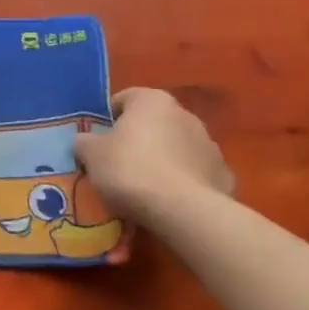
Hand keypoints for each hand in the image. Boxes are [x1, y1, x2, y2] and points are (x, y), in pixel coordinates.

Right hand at [74, 88, 232, 222]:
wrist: (183, 211)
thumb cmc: (130, 170)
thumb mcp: (91, 154)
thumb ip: (85, 141)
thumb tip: (86, 141)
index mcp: (152, 101)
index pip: (125, 98)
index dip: (108, 118)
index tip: (98, 140)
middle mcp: (185, 114)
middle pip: (153, 122)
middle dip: (138, 139)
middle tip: (118, 163)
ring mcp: (210, 145)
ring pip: (176, 147)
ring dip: (162, 159)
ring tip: (145, 186)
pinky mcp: (224, 175)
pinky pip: (194, 173)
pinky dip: (182, 181)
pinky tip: (169, 201)